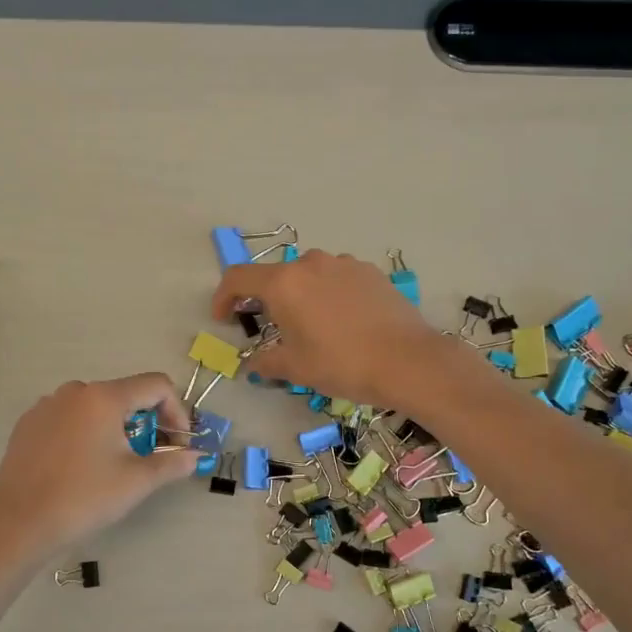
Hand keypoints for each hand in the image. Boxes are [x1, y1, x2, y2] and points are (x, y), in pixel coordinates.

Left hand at [0, 373, 199, 560]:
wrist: (18, 523)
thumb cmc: (84, 498)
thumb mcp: (136, 481)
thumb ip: (172, 463)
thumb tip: (195, 456)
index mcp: (104, 397)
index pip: (156, 385)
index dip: (177, 411)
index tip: (178, 443)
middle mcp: (74, 391)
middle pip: (125, 394)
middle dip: (147, 421)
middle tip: (151, 456)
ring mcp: (46, 406)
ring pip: (95, 407)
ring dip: (115, 427)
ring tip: (114, 464)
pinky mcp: (27, 424)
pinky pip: (68, 418)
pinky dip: (85, 433)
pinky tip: (80, 466)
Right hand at [211, 250, 448, 408]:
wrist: (407, 361)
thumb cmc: (341, 364)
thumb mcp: (295, 368)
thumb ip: (265, 361)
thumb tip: (253, 364)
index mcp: (284, 283)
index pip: (238, 278)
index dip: (223, 297)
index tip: (223, 318)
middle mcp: (311, 263)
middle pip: (275, 276)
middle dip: (265, 299)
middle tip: (269, 327)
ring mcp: (344, 264)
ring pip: (308, 275)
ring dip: (299, 295)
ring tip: (309, 326)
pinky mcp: (370, 272)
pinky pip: (336, 279)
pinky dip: (328, 295)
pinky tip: (341, 322)